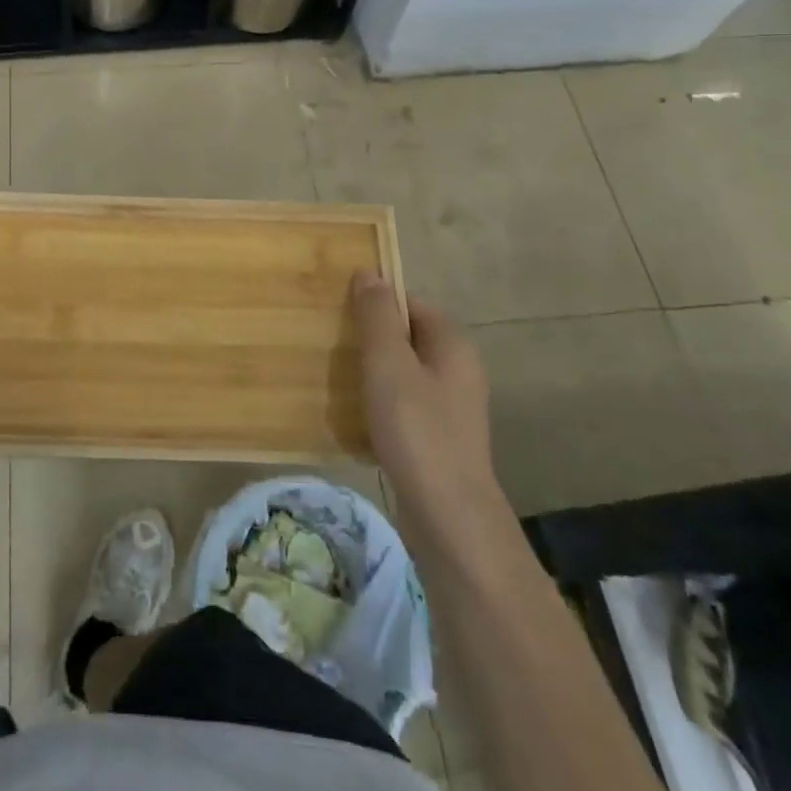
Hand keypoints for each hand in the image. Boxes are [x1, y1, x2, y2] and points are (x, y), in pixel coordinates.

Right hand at [353, 271, 508, 551]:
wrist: (449, 517)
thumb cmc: (417, 431)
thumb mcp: (389, 365)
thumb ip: (377, 317)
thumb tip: (369, 273)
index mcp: (452, 343)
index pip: (409, 303)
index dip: (375, 304)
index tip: (338, 314)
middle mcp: (458, 368)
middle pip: (406, 337)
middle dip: (370, 340)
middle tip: (331, 345)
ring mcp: (452, 405)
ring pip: (403, 372)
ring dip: (372, 373)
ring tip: (336, 379)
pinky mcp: (440, 436)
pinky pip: (405, 403)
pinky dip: (381, 404)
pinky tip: (355, 417)